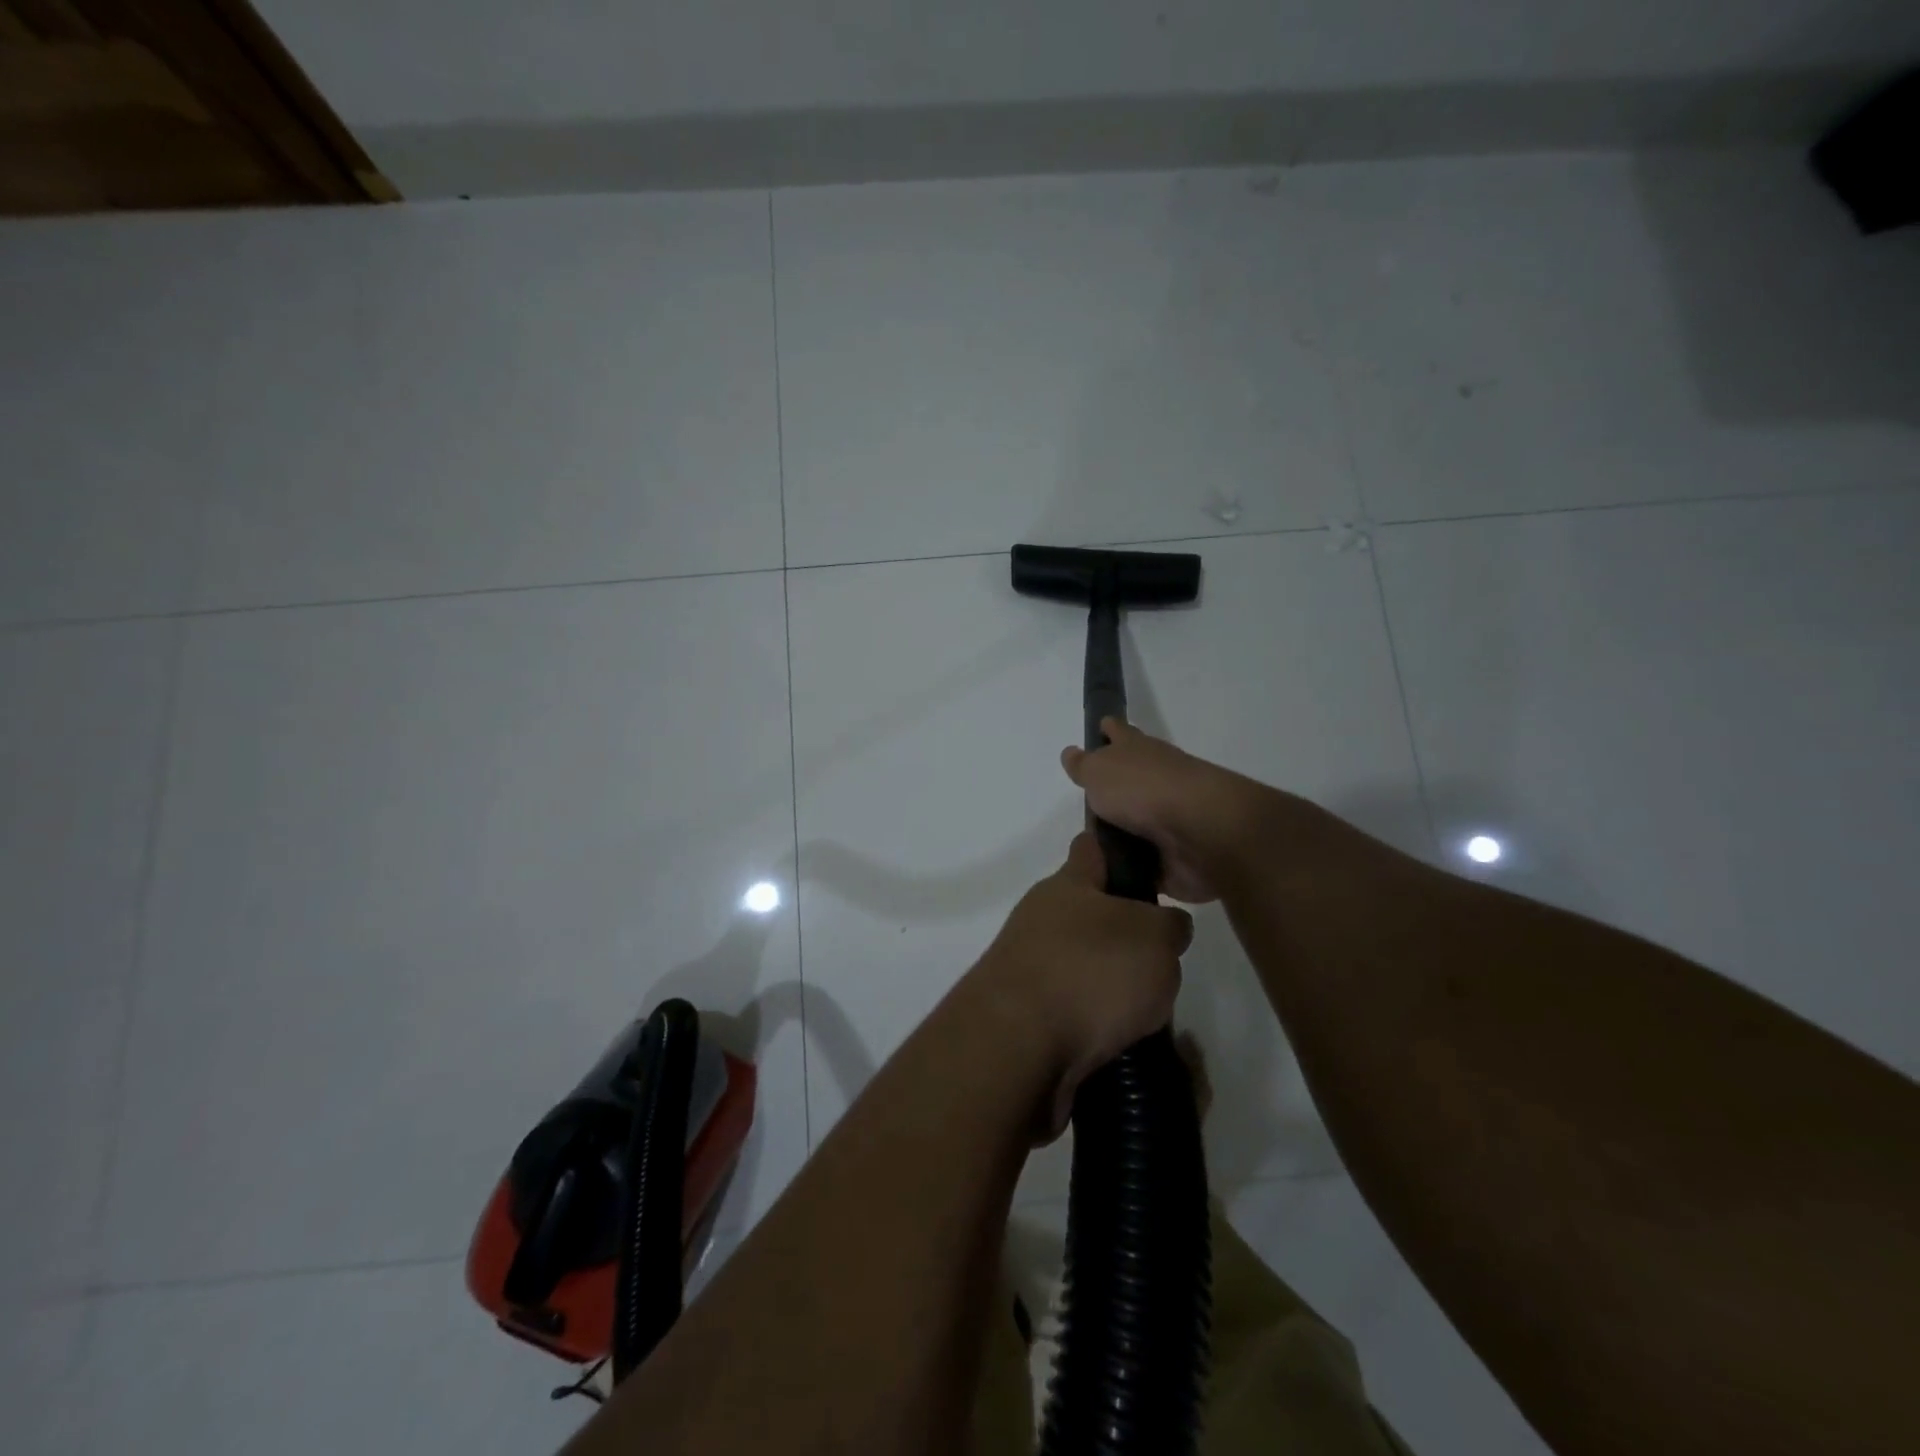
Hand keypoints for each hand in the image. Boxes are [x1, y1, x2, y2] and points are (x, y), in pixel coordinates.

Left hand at [965, 832, 1191, 1139]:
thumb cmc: (1089, 972)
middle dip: (1127, 936)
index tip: (1151, 869)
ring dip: (1114, 987)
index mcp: (1067, 885)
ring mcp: (1028, 967)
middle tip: (1164, 961)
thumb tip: (1167, 926)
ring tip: (1151, 1012)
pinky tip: (1124, 1043)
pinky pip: (1074, 1012)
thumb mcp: (1154, 937)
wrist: (1017, 1048)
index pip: (1092, 849)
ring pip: (1085, 967)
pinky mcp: (1025, 1015)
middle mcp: (1041, 919)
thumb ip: (1169, 925)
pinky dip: (1098, 1026)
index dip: (1120, 853)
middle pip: (1091, 915)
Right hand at [1061, 719, 1264, 903]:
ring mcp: (1171, 817)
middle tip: (1089, 804)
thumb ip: (1083, 765)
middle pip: (1132, 778)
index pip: (1119, 732)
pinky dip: (1135, 868)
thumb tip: (1071, 753)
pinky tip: (1113, 879)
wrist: (1199, 831)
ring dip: (1123, 833)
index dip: (1109, 730)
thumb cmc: (1142, 789)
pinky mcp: (1177, 854)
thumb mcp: (1099, 771)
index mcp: (1138, 751)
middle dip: (1115, 787)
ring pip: (1140, 822)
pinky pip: (1148, 862)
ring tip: (1093, 849)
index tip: (1101, 727)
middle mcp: (1157, 779)